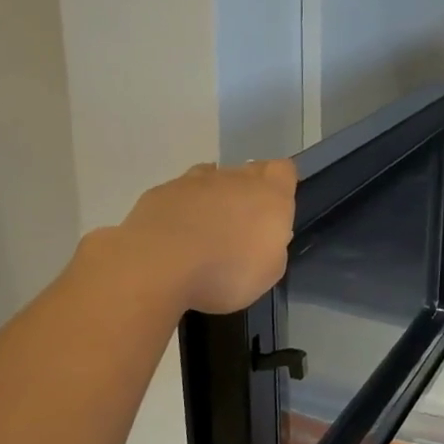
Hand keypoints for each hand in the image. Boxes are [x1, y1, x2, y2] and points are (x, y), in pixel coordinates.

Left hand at [108, 159, 296, 313]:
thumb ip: (272, 244)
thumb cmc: (227, 273)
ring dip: (212, 198)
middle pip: (247, 172)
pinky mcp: (159, 193)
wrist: (159, 267)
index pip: (284, 170)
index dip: (281, 185)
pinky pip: (178, 195)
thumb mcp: (269, 271)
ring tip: (205, 232)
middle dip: (246, 193)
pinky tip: (174, 237)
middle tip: (240, 228)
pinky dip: (180, 211)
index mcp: (269, 194)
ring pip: (211, 179)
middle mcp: (234, 178)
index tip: (275, 210)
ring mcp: (193, 182)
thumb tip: (262, 235)